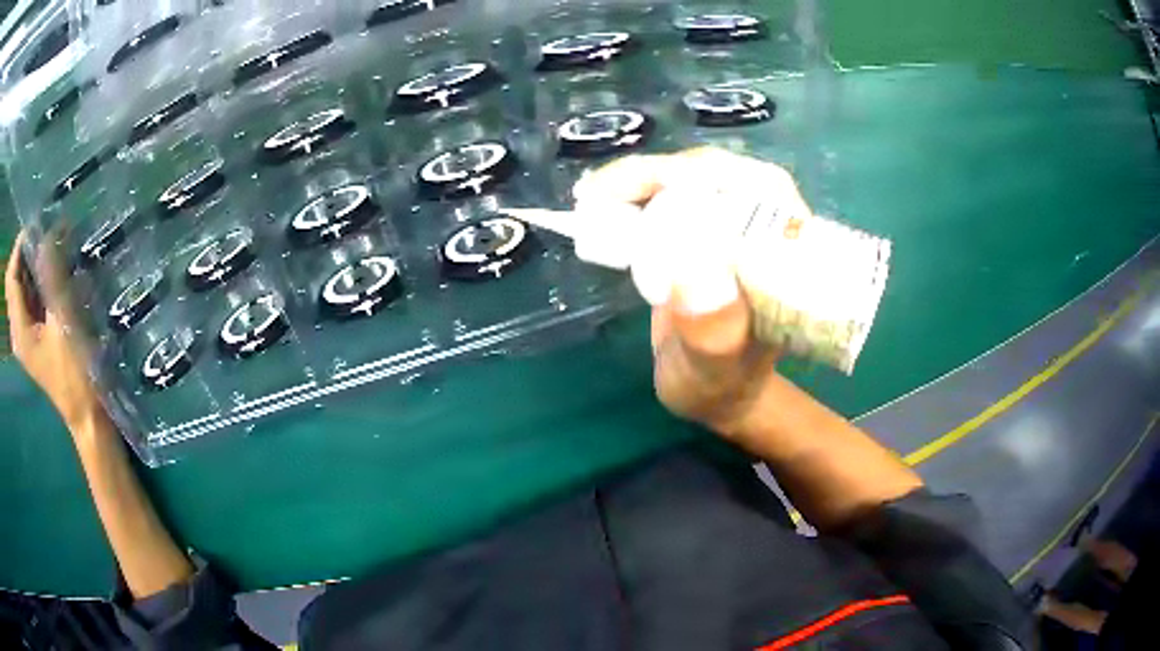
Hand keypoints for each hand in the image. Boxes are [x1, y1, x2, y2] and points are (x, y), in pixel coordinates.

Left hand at [5, 231, 103, 431]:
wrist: (88, 415)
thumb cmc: (76, 373)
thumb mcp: (64, 322)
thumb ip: (52, 278)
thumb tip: (47, 234)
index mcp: (19, 330)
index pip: (11, 277)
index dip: (19, 247)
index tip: (37, 225)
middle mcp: (18, 333)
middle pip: (14, 282)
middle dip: (26, 254)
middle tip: (46, 234)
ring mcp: (25, 338)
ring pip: (21, 291)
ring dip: (32, 267)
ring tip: (51, 249)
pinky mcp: (34, 340)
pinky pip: (29, 302)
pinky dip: (37, 283)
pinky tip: (52, 276)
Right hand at [575, 148, 806, 433]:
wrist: (714, 389)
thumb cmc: (720, 385)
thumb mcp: (715, 371)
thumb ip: (711, 334)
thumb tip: (691, 272)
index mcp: (791, 259)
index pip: (759, 191)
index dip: (699, 181)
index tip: (634, 196)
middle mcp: (774, 230)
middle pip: (721, 173)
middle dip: (656, 174)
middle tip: (595, 196)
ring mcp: (744, 224)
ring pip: (696, 175)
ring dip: (642, 178)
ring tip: (592, 197)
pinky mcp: (716, 226)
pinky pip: (682, 191)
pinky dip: (640, 190)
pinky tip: (606, 201)